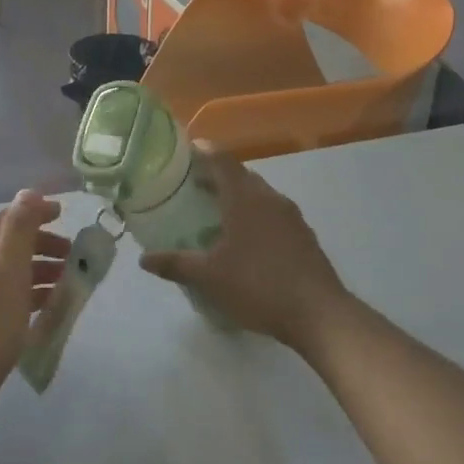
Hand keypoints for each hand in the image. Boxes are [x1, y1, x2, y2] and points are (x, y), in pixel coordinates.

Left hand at [0, 190, 65, 416]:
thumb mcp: (9, 269)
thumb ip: (19, 229)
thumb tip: (28, 192)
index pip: (9, 218)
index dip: (37, 212)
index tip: (64, 214)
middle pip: (10, 245)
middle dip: (42, 245)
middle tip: (72, 255)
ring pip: (10, 273)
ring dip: (39, 272)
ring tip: (67, 284)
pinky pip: (6, 298)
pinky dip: (28, 296)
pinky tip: (44, 311)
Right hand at [139, 145, 349, 349]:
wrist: (320, 314)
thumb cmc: (259, 286)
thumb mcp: (210, 277)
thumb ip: (176, 264)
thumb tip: (144, 259)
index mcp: (245, 198)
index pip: (222, 161)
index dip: (204, 151)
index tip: (187, 149)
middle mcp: (270, 198)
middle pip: (241, 175)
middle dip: (218, 176)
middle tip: (194, 185)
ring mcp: (292, 216)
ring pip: (260, 194)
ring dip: (238, 195)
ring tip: (217, 212)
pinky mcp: (304, 235)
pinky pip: (273, 213)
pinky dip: (255, 214)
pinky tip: (247, 239)